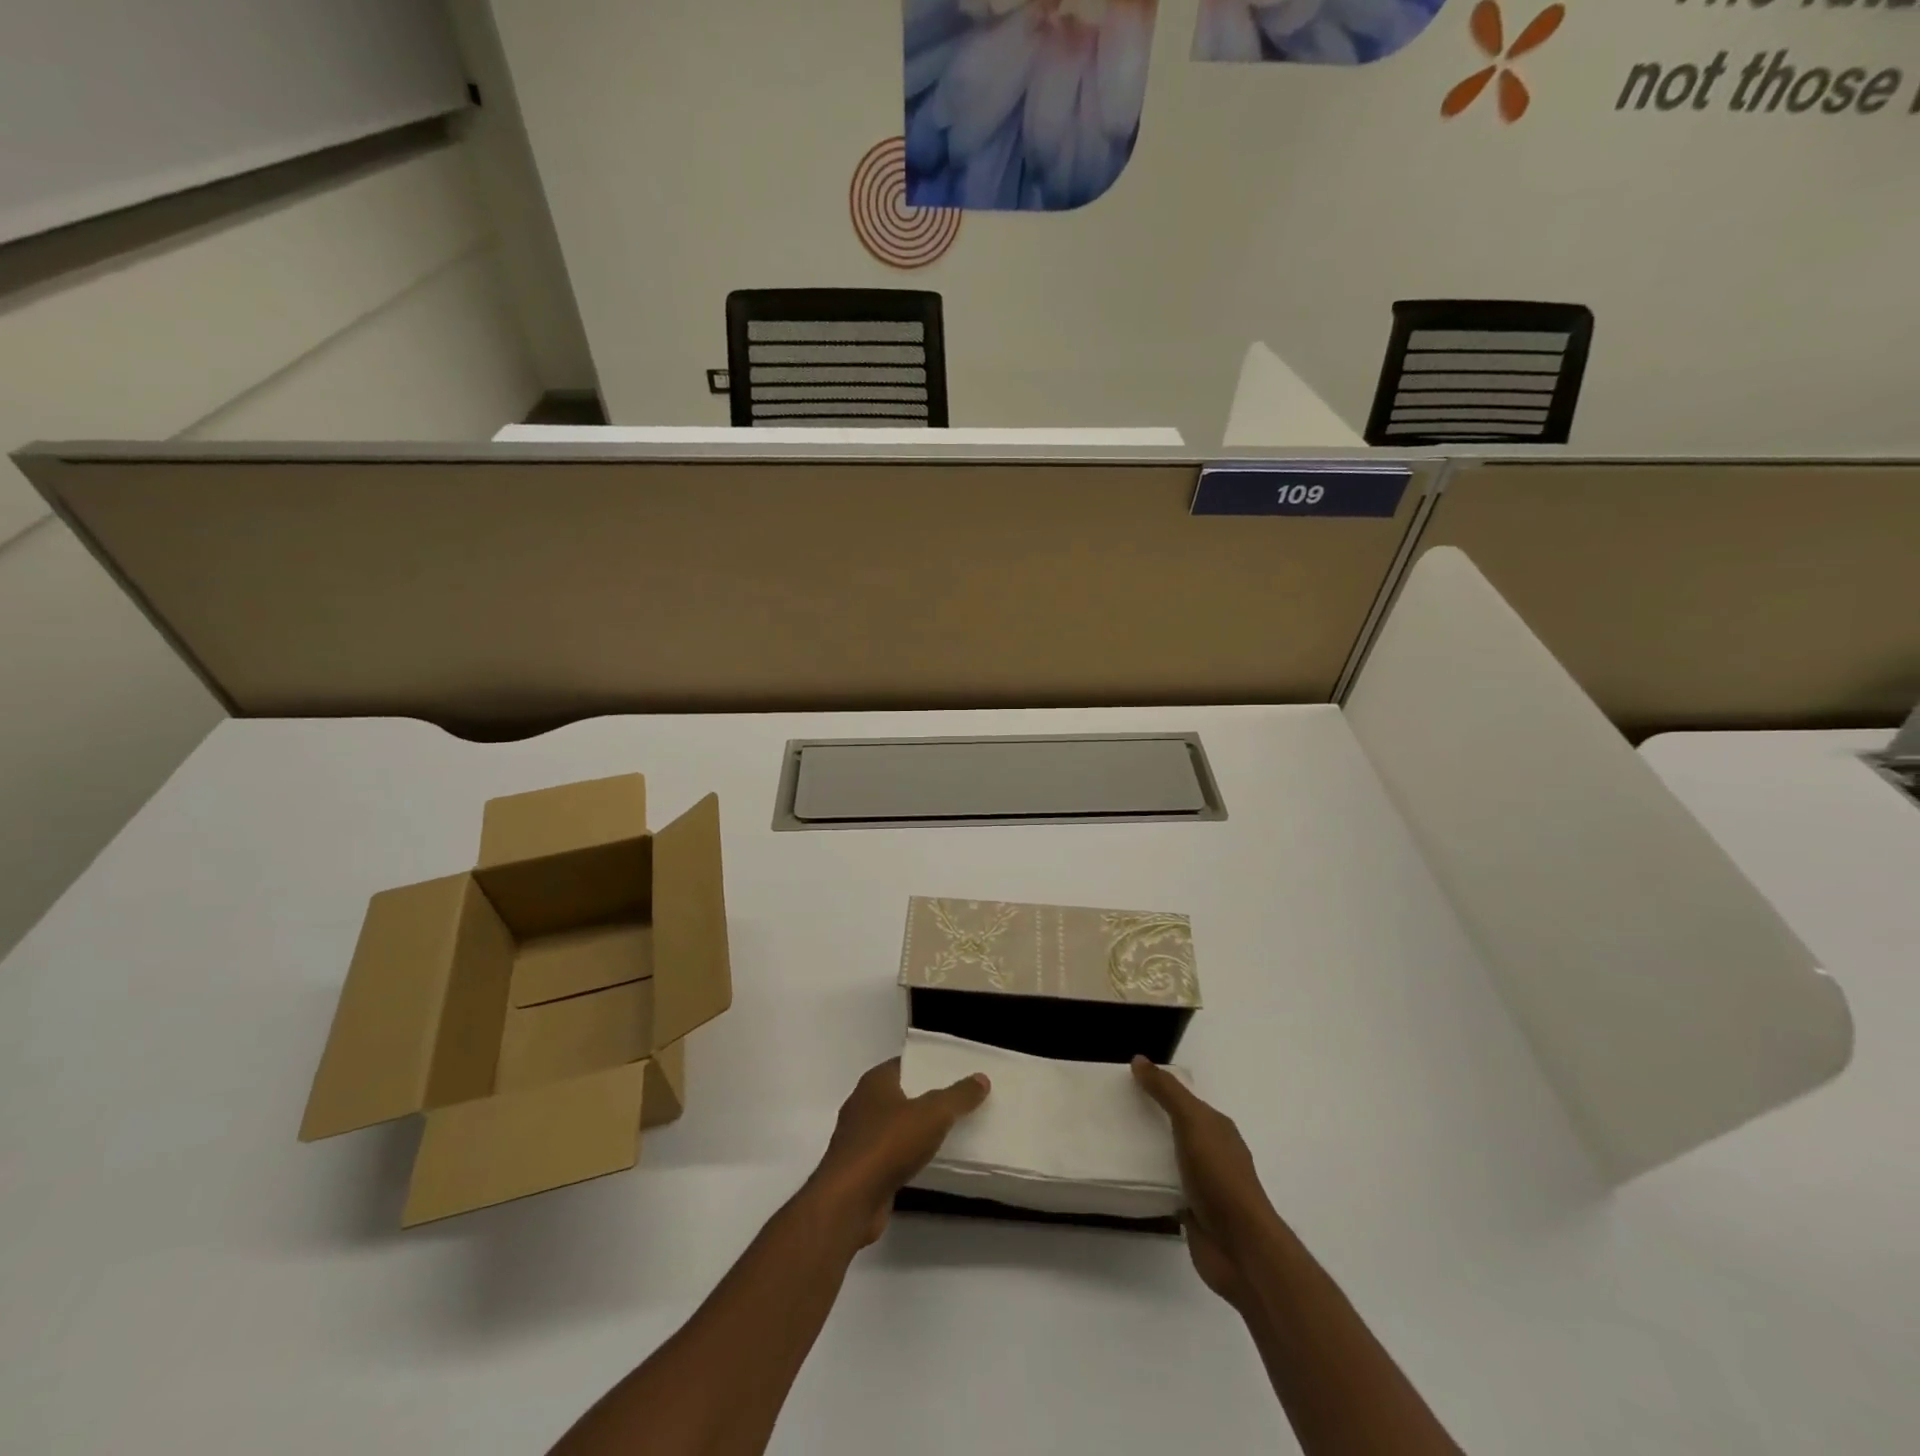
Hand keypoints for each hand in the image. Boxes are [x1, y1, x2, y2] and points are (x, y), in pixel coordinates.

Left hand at [809, 1058, 989, 1246]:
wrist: (849, 1201)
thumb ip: (958, 1096)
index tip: (955, 1072)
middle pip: (900, 1094)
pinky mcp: (859, 1170)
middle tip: (959, 1102)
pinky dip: (906, 1156)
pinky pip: (889, 1155)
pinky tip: (927, 1163)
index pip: (905, 1064)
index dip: (928, 1066)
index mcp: (874, 1082)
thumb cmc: (888, 1145)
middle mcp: (862, 1104)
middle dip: (925, 1097)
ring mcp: (857, 1138)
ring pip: (894, 1126)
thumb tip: (981, 1078)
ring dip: (915, 1130)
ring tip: (949, 1132)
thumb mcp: (933, 1114)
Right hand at [1132, 1056, 1278, 1309]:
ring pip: (1170, 1159)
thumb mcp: (1193, 1123)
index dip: (1160, 1088)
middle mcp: (1213, 1152)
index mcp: (1217, 1128)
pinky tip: (1129, 1177)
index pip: (1185, 1100)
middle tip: (1114, 1111)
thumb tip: (1140, 1060)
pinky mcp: (1192, 1212)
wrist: (1240, 1248)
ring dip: (1148, 1152)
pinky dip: (1150, 1182)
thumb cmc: (1220, 1177)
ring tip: (1113, 1142)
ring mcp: (1204, 1185)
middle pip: (1177, 1127)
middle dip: (1151, 1119)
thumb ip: (1167, 1092)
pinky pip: (1165, 1188)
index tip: (1127, 1083)